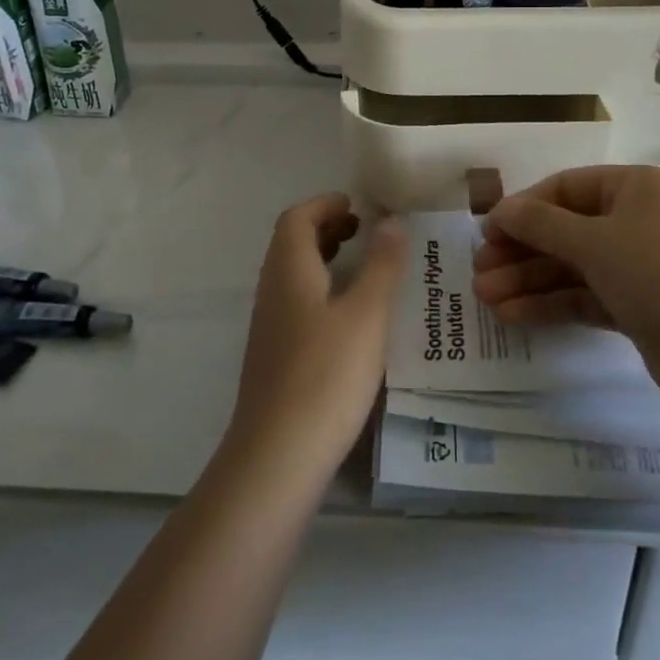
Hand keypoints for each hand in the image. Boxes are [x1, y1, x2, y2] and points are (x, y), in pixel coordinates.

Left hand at [224, 192, 406, 480]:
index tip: (358, 204)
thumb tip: (390, 220)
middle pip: (292, 243)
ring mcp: (270, 326)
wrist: (278, 456)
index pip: (297, 218)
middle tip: (364, 230)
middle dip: (327, 228)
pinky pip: (297, 302)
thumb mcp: (367, 314)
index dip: (325, 204)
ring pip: (294, 275)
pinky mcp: (275, 356)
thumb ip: (381, 264)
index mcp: (289, 270)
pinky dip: (322, 290)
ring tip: (362, 266)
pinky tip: (350, 317)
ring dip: (324, 259)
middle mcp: (272, 290)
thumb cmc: (327, 374)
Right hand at [471, 166, 659, 442]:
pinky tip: (513, 314)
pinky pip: (585, 296)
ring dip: (529, 280)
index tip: (486, 232)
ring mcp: (638, 266)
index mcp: (634, 188)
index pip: (565, 188)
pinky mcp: (638, 307)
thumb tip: (499, 210)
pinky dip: (551, 304)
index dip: (523, 208)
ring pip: (572, 267)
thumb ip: (541, 224)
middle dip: (520, 251)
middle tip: (479, 272)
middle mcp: (636, 221)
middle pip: (565, 229)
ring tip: (484, 299)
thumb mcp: (597, 242)